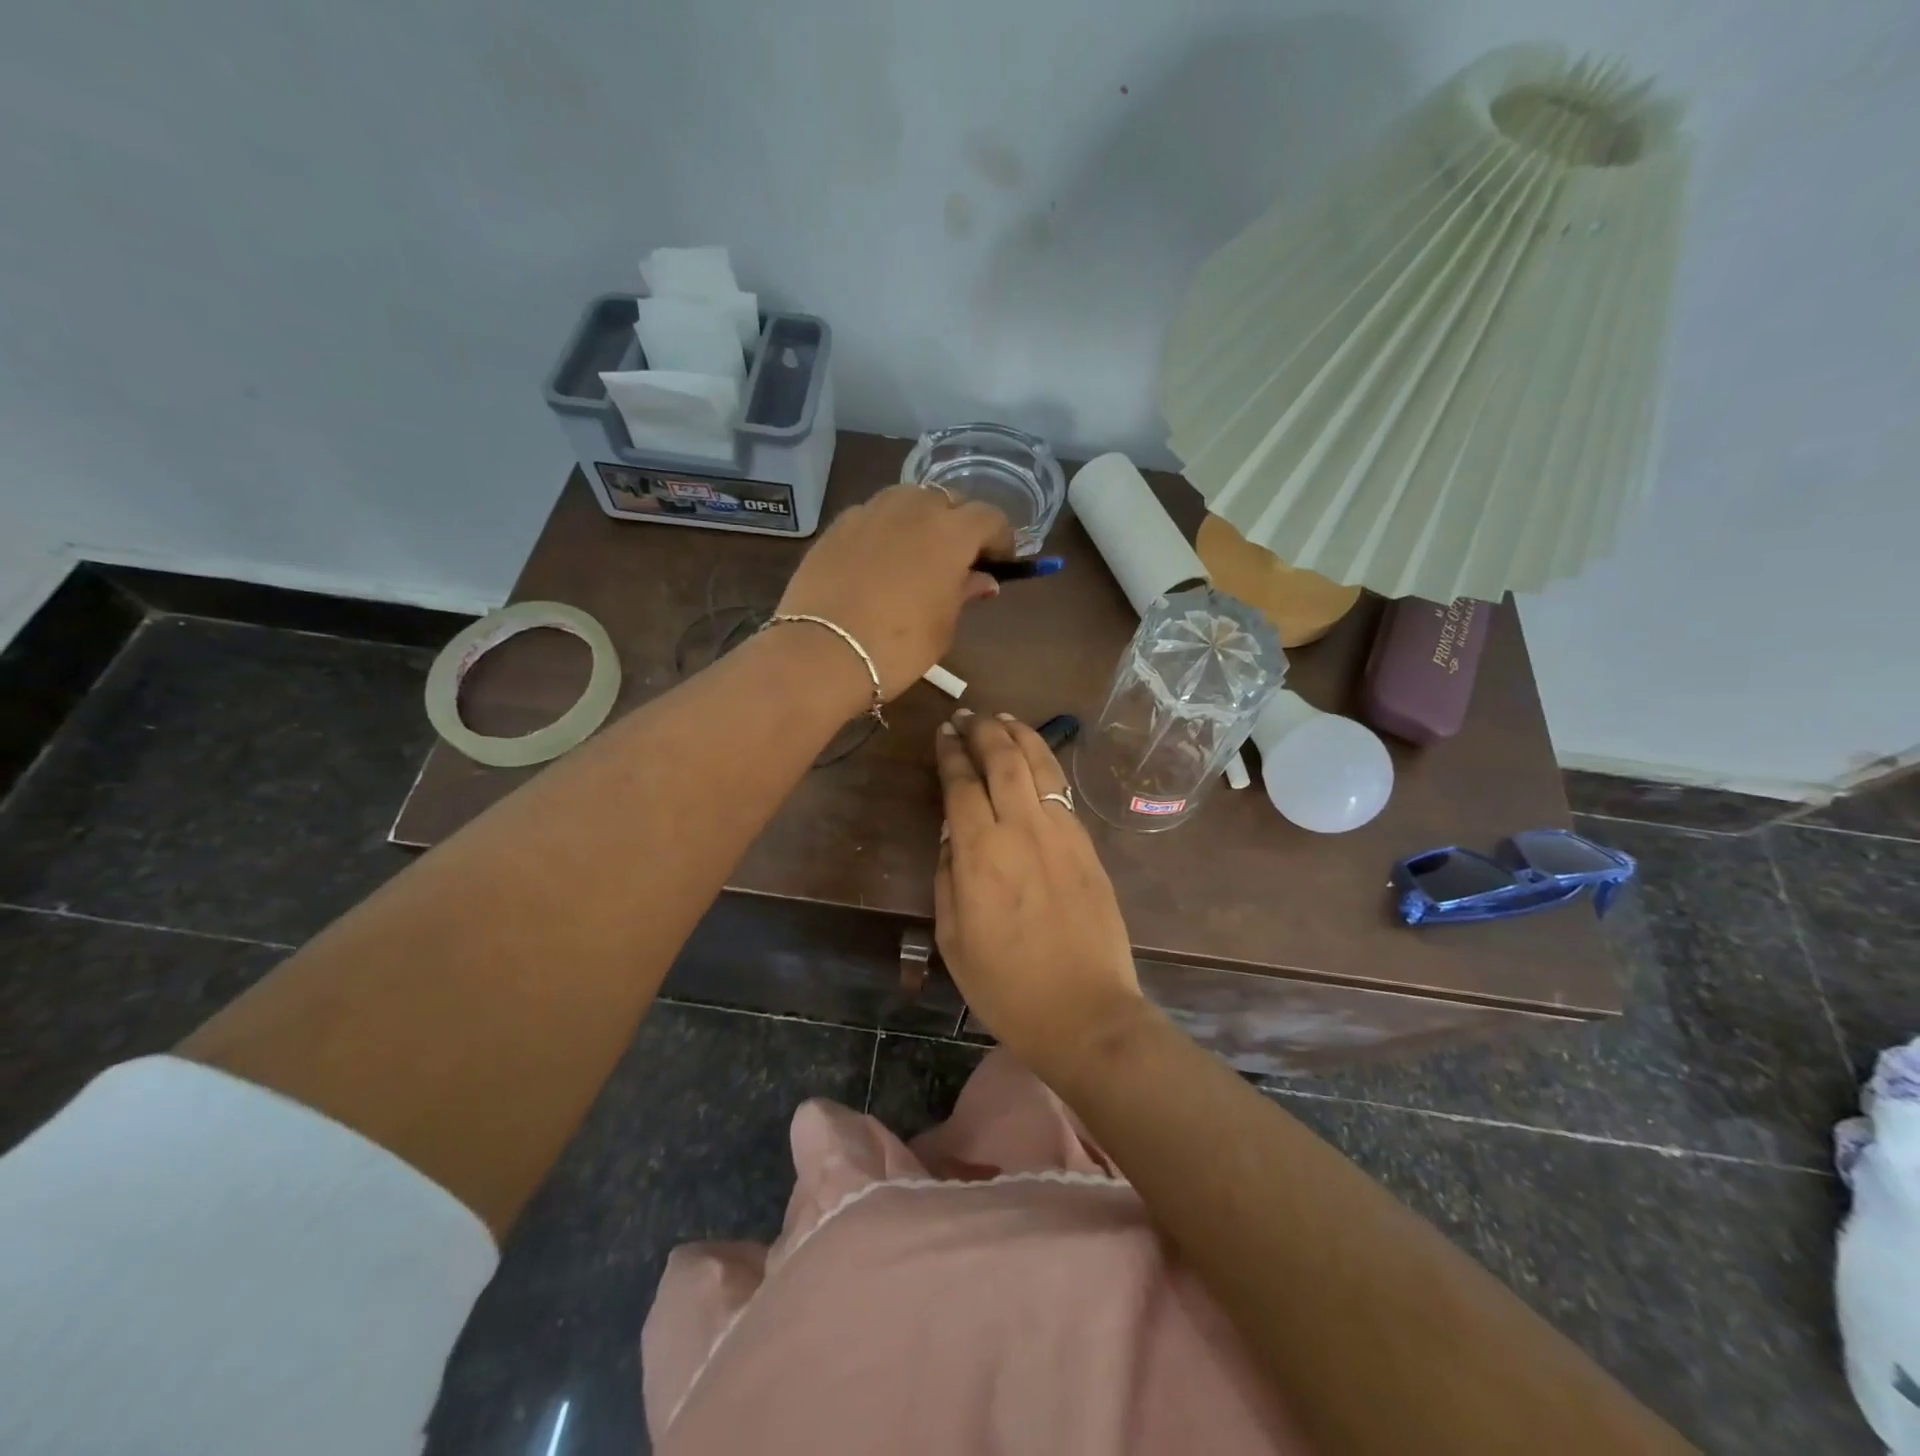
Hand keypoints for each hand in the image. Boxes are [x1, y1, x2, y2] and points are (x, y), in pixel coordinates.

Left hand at [776, 485, 1013, 699]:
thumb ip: (964, 593)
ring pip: (908, 499)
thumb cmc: (898, 647)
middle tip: (958, 558)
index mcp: (951, 532)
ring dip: (921, 519)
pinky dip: (885, 529)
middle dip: (959, 524)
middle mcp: (914, 508)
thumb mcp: (943, 627)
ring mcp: (871, 511)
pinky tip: (879, 559)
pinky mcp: (838, 525)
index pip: (990, 517)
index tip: (1000, 562)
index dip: (1000, 538)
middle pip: (948, 500)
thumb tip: (982, 579)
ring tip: (917, 552)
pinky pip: (873, 515)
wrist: (823, 652)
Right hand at [933, 710, 1145, 1079]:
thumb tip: (952, 833)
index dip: (950, 754)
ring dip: (1018, 735)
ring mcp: (1062, 833)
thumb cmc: (1006, 986)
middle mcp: (1022, 829)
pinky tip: (1035, 756)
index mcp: (980, 854)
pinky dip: (1045, 762)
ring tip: (1001, 717)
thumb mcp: (952, 938)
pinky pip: (1062, 790)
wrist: (1085, 1013)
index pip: (961, 784)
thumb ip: (948, 876)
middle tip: (967, 715)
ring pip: (1039, 765)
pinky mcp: (1087, 845)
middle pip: (1002, 760)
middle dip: (982, 730)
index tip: (942, 734)